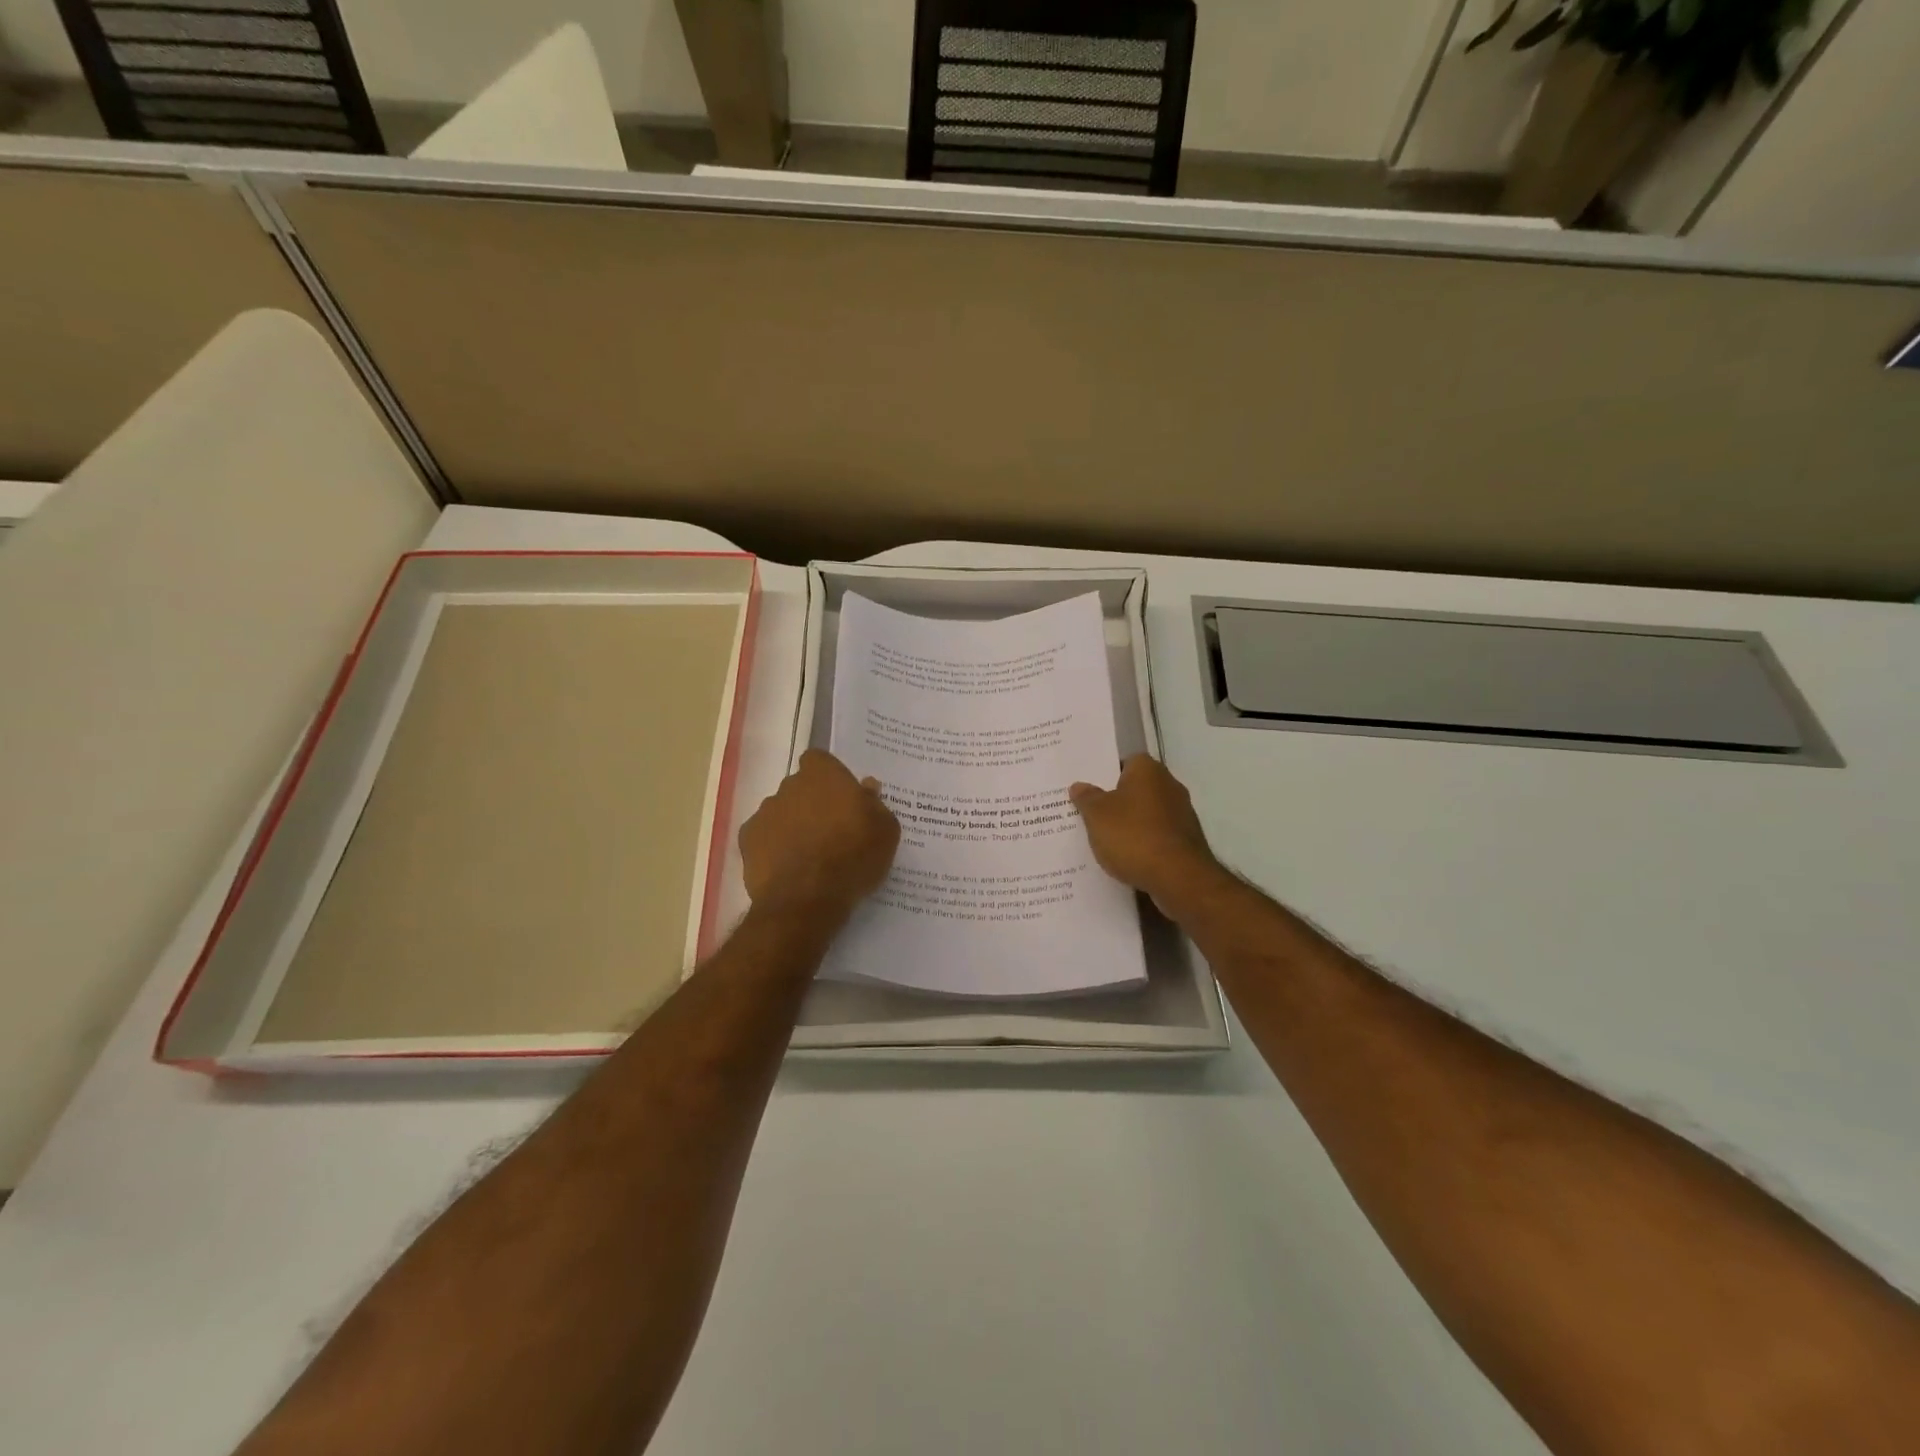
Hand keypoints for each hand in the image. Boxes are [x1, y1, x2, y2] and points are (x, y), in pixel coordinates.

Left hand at [740, 750, 899, 918]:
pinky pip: (764, 838)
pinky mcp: (747, 841)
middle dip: (813, 803)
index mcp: (823, 775)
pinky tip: (789, 869)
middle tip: (833, 831)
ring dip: (793, 826)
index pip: (820, 760)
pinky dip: (774, 848)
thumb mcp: (885, 832)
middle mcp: (789, 786)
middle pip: (801, 787)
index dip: (831, 778)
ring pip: (782, 812)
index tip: (844, 800)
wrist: (807, 900)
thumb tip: (867, 788)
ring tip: (811, 856)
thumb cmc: (853, 857)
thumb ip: (875, 804)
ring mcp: (764, 813)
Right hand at [1070, 755, 1223, 912]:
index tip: (1089, 790)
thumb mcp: (1097, 815)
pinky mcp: (1187, 841)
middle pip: (1136, 788)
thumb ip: (1086, 798)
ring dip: (1131, 824)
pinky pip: (1157, 836)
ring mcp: (1182, 814)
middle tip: (1090, 814)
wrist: (1178, 878)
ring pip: (1147, 814)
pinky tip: (1127, 858)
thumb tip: (1079, 786)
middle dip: (1117, 801)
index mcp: (1148, 771)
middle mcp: (1170, 785)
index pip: (1125, 762)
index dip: (1106, 774)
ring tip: (1104, 840)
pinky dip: (1144, 843)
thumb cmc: (1133, 836)